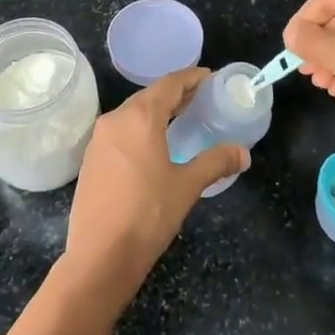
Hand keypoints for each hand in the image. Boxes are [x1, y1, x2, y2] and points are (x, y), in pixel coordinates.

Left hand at [63, 68, 246, 304]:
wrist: (100, 256)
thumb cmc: (148, 214)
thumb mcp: (187, 186)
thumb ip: (215, 162)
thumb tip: (243, 152)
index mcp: (140, 117)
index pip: (169, 84)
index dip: (191, 78)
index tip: (210, 78)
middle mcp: (115, 119)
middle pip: (150, 95)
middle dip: (176, 94)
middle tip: (201, 99)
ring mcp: (99, 138)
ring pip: (133, 112)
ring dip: (157, 110)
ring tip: (181, 119)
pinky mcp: (91, 158)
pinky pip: (121, 130)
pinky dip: (140, 127)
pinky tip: (154, 144)